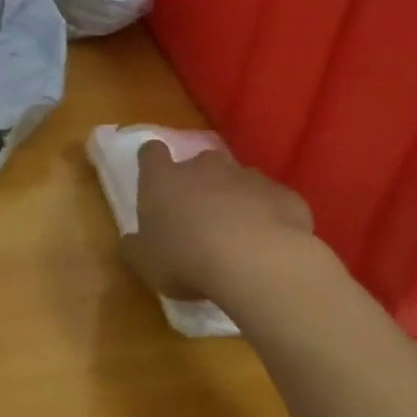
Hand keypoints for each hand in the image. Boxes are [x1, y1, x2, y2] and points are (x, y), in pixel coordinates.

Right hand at [122, 141, 315, 308]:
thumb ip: (136, 247)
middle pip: (200, 162)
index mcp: (163, 178)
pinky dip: (272, 216)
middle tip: (201, 214)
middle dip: (201, 181)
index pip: (151, 152)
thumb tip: (131, 241)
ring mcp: (247, 177)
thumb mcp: (145, 262)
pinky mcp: (285, 195)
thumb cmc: (186, 259)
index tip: (156, 178)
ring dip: (237, 198)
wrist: (257, 263)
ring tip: (241, 233)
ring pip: (240, 179)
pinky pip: (275, 201)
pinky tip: (273, 244)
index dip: (153, 162)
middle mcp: (204, 167)